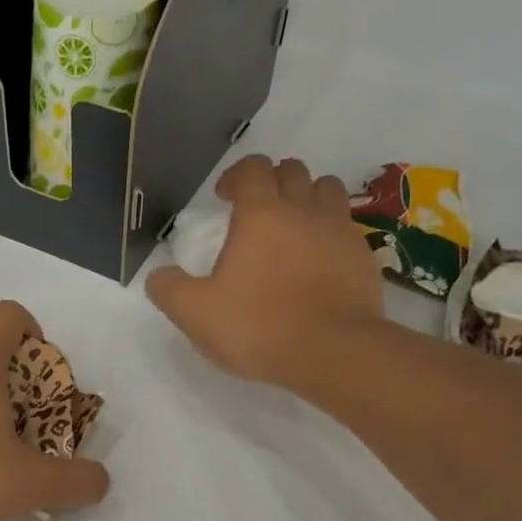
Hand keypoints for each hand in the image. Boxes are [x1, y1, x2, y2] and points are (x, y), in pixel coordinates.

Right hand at [146, 155, 383, 391]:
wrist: (331, 351)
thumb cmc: (258, 326)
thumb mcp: (196, 314)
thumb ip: (169, 290)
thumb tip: (158, 277)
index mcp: (261, 214)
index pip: (252, 169)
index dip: (235, 176)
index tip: (223, 197)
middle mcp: (303, 210)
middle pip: (293, 171)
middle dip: (272, 181)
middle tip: (256, 209)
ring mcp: (339, 231)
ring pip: (327, 189)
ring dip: (307, 197)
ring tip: (293, 225)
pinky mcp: (364, 257)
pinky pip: (347, 227)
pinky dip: (330, 231)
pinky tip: (318, 259)